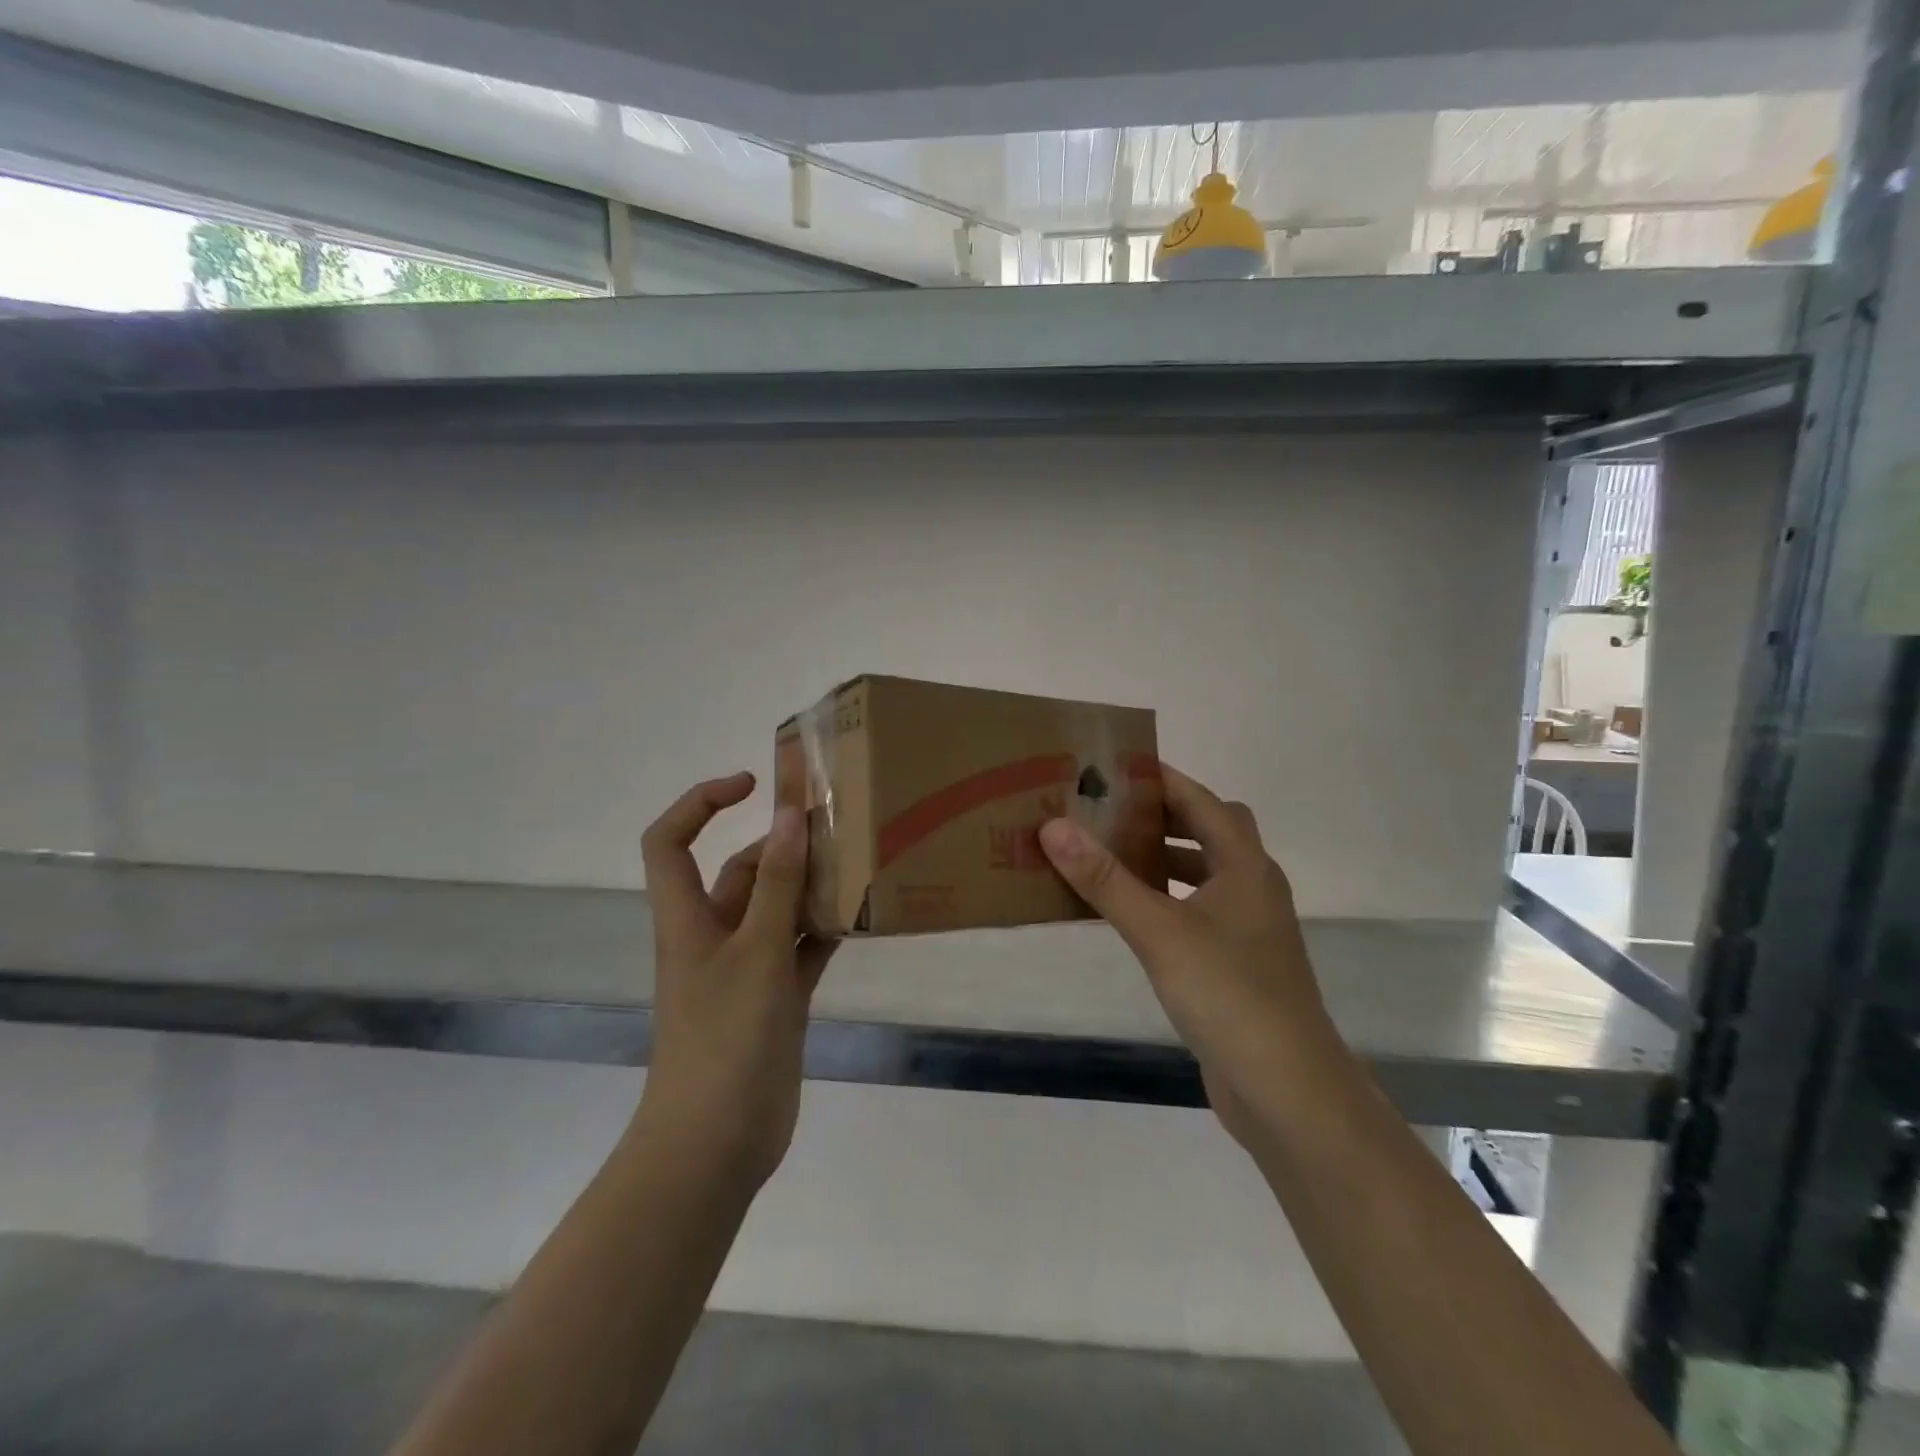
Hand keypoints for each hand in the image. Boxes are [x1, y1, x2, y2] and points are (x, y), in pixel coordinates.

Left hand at [634, 772, 833, 1189]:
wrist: (717, 1143)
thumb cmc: (725, 1038)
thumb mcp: (757, 952)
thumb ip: (777, 884)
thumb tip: (789, 815)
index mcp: (688, 917)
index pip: (671, 842)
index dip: (700, 803)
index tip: (753, 785)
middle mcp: (714, 935)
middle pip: (743, 871)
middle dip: (784, 844)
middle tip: (840, 826)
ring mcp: (747, 968)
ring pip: (779, 908)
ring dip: (812, 886)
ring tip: (862, 861)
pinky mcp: (776, 998)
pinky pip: (803, 948)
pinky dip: (827, 929)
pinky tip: (865, 913)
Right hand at [1039, 765, 1335, 1148]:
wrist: (1287, 1090)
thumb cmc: (1228, 994)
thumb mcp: (1159, 931)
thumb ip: (1105, 880)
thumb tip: (1053, 826)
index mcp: (1245, 865)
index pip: (1201, 800)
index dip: (1161, 779)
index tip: (1113, 768)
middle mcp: (1252, 887)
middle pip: (1207, 831)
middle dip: (1160, 816)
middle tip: (1106, 810)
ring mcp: (1247, 928)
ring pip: (1203, 873)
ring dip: (1162, 858)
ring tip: (1108, 854)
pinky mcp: (1236, 962)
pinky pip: (1195, 911)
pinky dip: (1165, 899)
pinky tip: (1130, 914)